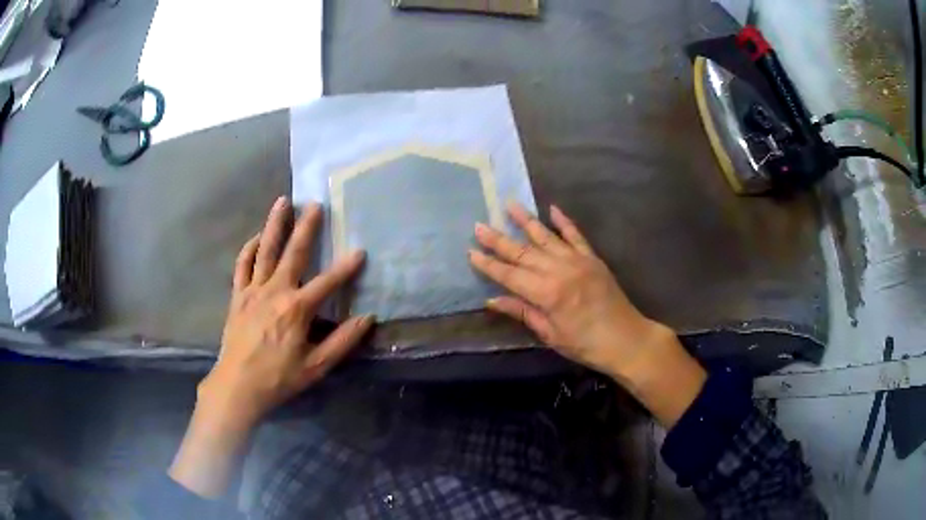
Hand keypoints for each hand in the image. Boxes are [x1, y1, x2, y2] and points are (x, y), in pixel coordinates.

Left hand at [201, 197, 373, 421]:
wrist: (238, 386)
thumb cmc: (279, 378)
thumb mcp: (316, 366)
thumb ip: (342, 341)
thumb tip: (367, 318)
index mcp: (297, 309)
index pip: (328, 283)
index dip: (346, 268)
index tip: (360, 251)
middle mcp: (275, 291)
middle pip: (293, 253)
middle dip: (306, 227)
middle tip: (315, 203)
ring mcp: (253, 290)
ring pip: (265, 250)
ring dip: (274, 224)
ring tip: (283, 201)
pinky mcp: (238, 296)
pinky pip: (242, 265)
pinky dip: (249, 248)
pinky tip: (256, 237)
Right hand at [470, 202, 705, 426]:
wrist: (626, 339)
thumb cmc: (585, 344)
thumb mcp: (550, 334)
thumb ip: (523, 312)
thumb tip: (492, 300)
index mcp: (547, 293)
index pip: (510, 275)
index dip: (489, 265)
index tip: (471, 251)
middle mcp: (559, 270)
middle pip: (523, 252)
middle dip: (499, 239)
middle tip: (479, 225)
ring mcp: (577, 261)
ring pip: (546, 237)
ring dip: (526, 221)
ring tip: (509, 204)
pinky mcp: (592, 258)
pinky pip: (575, 235)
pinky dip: (563, 221)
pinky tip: (552, 209)